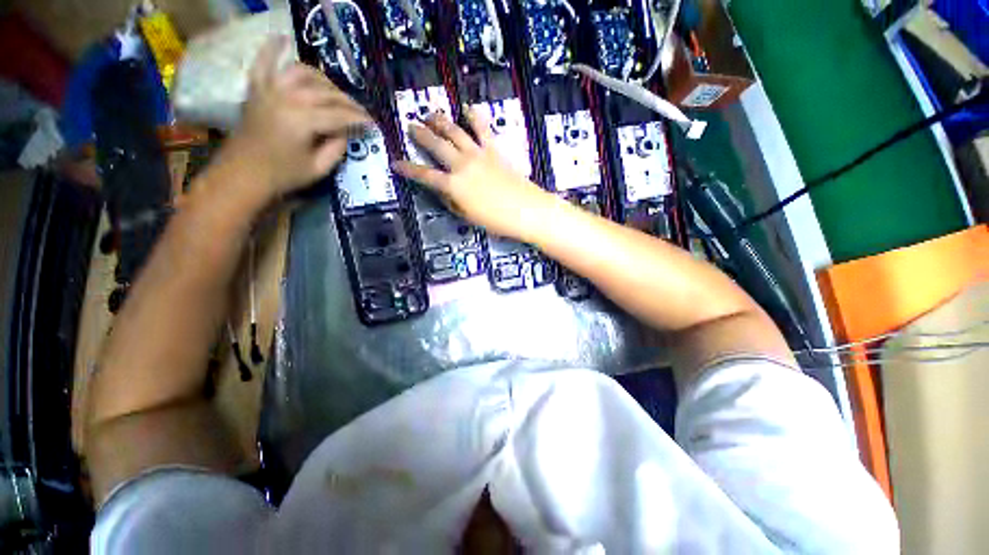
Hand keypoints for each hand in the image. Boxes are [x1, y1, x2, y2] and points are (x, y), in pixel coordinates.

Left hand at [214, 37, 371, 200]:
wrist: (243, 174)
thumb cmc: (283, 175)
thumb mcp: (318, 169)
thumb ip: (336, 148)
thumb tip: (346, 133)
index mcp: (303, 120)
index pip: (340, 115)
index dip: (359, 119)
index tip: (373, 123)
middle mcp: (287, 98)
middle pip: (325, 92)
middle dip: (347, 101)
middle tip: (359, 111)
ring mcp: (269, 90)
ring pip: (302, 72)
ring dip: (322, 79)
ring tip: (333, 89)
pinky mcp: (256, 90)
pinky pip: (263, 63)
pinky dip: (272, 50)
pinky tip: (282, 39)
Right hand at [393, 109, 556, 241]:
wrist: (525, 210)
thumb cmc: (496, 220)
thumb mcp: (467, 217)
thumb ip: (452, 202)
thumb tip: (442, 191)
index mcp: (453, 186)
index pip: (424, 175)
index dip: (408, 169)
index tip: (396, 163)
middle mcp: (462, 165)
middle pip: (436, 145)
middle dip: (421, 134)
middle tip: (411, 126)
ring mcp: (478, 154)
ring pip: (455, 132)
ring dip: (440, 121)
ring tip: (431, 113)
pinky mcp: (494, 150)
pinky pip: (482, 129)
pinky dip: (474, 116)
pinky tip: (467, 108)